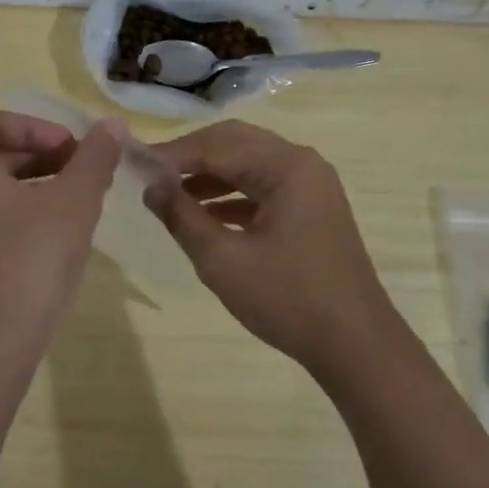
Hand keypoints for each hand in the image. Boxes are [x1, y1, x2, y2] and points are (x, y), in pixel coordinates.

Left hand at [0, 109, 123, 356]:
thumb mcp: (73, 202)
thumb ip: (94, 157)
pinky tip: (55, 228)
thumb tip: (113, 124)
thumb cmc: (29, 262)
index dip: (37, 128)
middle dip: (40, 154)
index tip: (73, 151)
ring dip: (34, 180)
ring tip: (77, 198)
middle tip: (83, 171)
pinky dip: (18, 206)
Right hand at [144, 120, 400, 372]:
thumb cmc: (288, 299)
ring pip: (248, 164)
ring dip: (209, 175)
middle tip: (150, 174)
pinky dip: (231, 195)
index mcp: (286, 166)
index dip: (172, 154)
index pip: (217, 145)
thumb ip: (182, 217)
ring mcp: (310, 185)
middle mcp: (301, 163)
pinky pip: (263, 187)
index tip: (133, 164)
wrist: (356, 344)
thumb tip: (150, 186)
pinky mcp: (310, 208)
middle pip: (235, 143)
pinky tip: (202, 214)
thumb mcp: (223, 260)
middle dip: (190, 157)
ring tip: (168, 195)